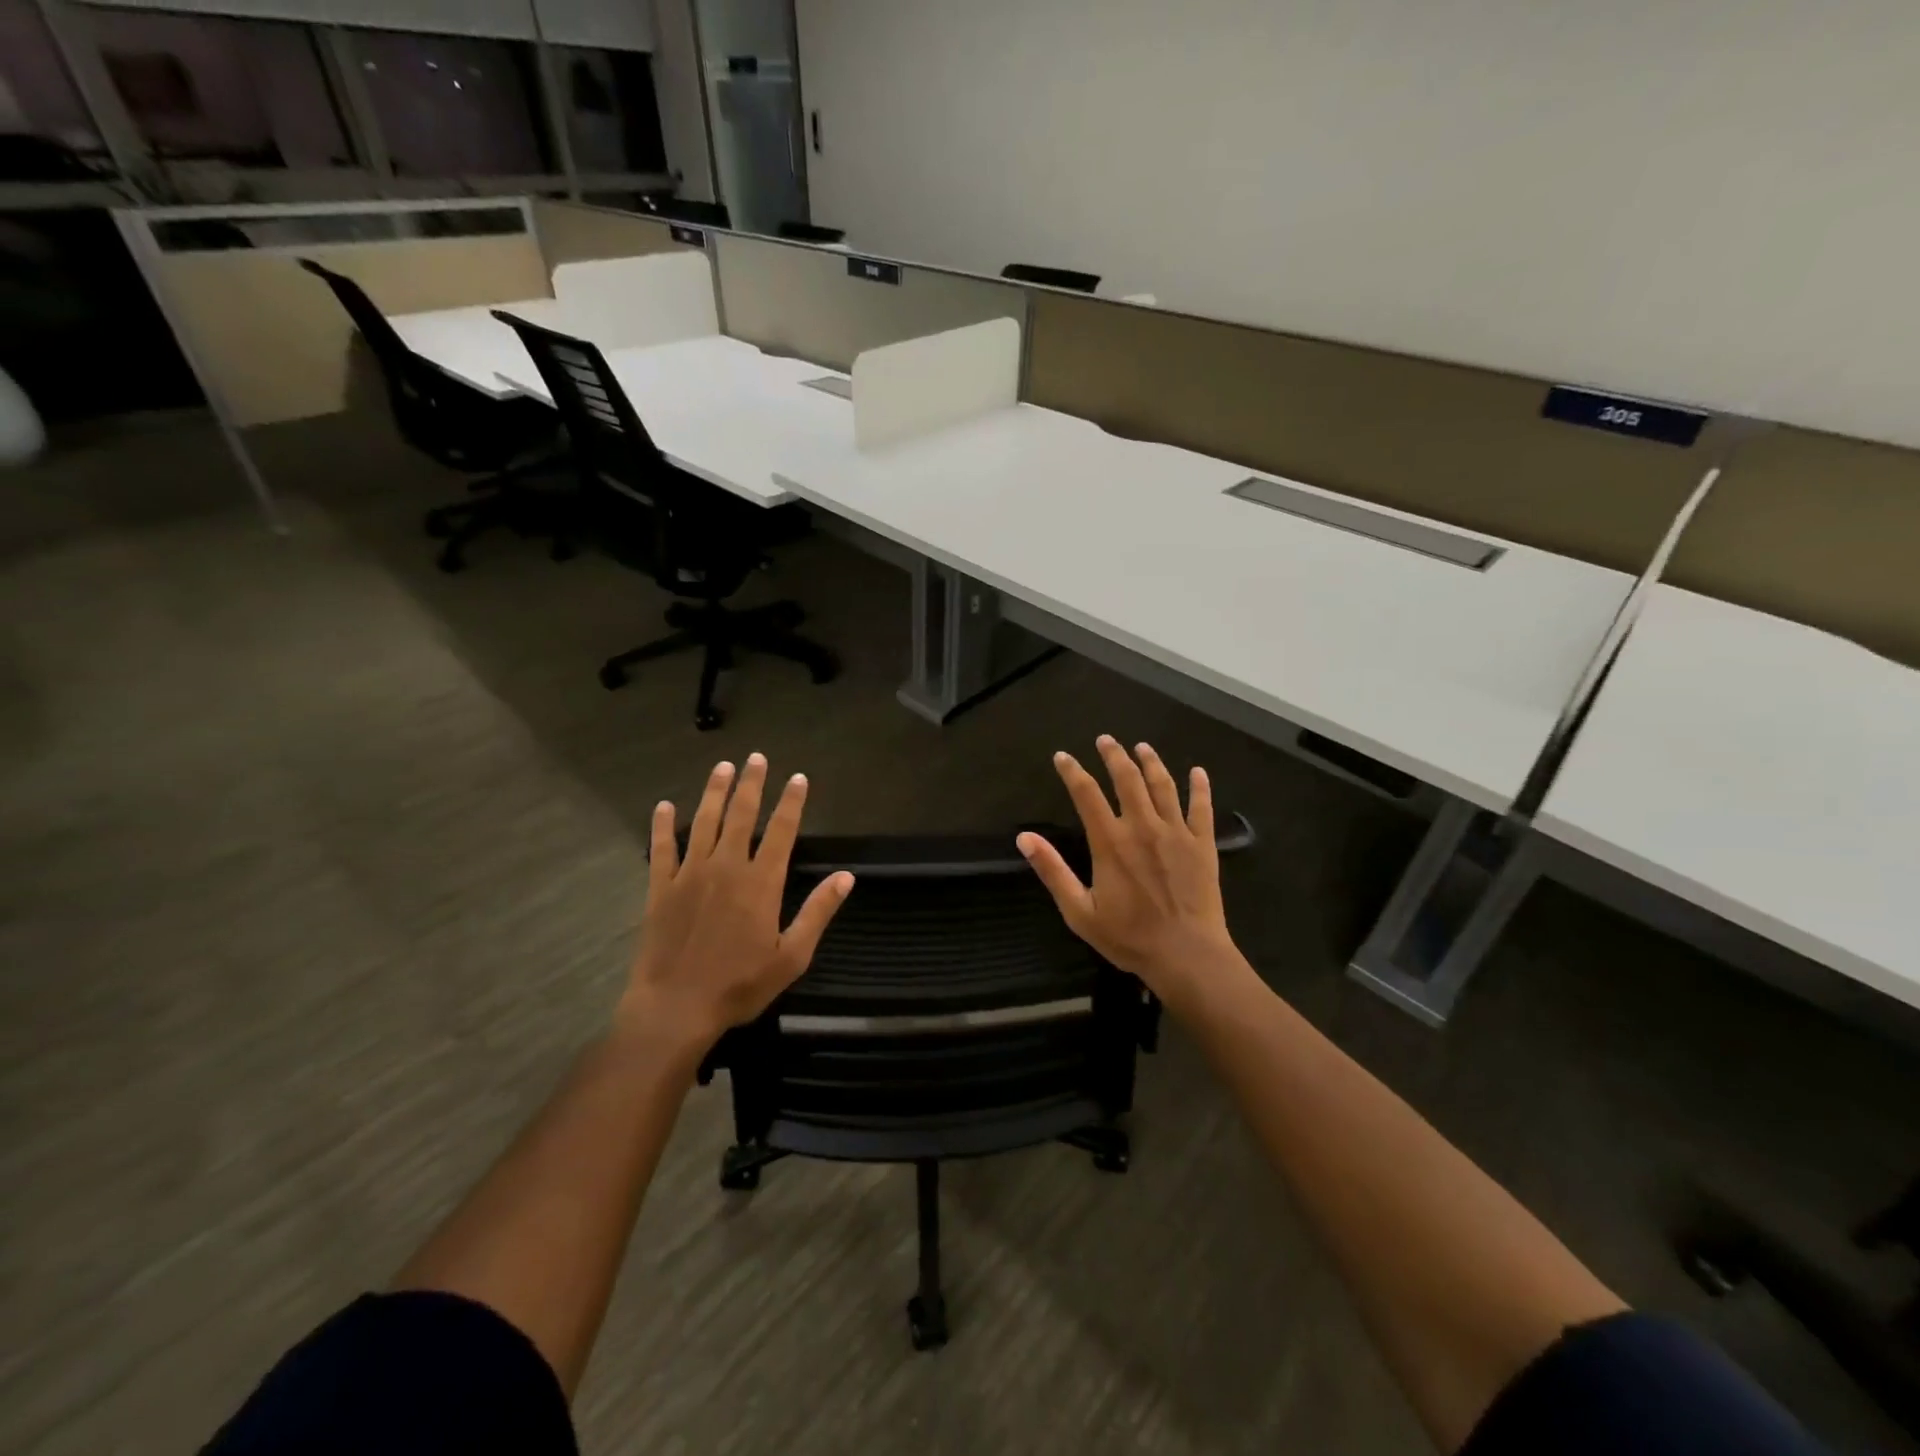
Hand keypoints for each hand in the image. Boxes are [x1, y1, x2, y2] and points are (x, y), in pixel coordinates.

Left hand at [620, 754, 853, 1058]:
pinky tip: (664, 806)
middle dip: (751, 784)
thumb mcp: (791, 956)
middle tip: (756, 757)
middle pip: (742, 815)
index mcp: (761, 882)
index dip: (791, 802)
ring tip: (722, 767)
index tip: (798, 778)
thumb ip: (818, 912)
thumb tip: (845, 877)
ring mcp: (690, 874)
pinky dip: (663, 826)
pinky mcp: (660, 888)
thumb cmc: (739, 985)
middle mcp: (727, 867)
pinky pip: (661, 848)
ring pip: (704, 822)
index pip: (782, 831)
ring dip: (714, 792)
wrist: (675, 1008)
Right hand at [1018, 736, 1240, 1010]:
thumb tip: (1024, 838)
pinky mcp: (1202, 844)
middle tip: (1106, 739)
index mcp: (1110, 842)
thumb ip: (1053, 871)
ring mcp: (1176, 833)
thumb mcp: (1079, 911)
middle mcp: (1142, 827)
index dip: (1072, 771)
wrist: (1187, 955)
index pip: (1086, 794)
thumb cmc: (1129, 937)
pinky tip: (1198, 771)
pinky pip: (1201, 807)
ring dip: (1151, 762)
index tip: (1063, 756)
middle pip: (1127, 779)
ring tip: (1142, 747)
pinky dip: (1200, 787)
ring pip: (1163, 785)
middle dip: (1114, 755)